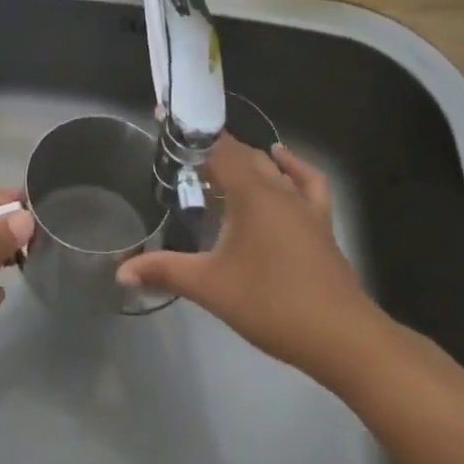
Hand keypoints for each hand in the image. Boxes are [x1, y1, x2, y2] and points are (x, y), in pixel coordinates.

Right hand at [117, 136, 380, 381]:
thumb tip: (120, 271)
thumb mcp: (210, 287)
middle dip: (213, 152)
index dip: (192, 136)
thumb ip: (165, 271)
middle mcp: (278, 189)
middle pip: (243, 155)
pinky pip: (307, 182)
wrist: (342, 337)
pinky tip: (281, 164)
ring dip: (246, 162)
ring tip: (220, 171)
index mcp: (251, 193)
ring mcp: (304, 205)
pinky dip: (292, 168)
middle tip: (182, 162)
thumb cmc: (272, 304)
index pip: (218, 148)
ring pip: (272, 167)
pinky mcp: (321, 223)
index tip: (166, 125)